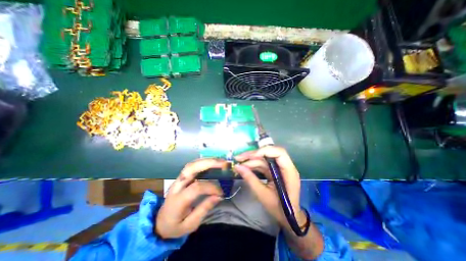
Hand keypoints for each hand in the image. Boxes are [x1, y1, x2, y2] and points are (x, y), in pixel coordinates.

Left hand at [156, 158, 225, 238]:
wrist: (159, 222)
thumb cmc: (175, 226)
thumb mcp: (189, 225)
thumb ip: (204, 209)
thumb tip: (219, 196)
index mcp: (177, 200)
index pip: (196, 188)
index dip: (211, 187)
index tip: (221, 193)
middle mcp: (176, 186)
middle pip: (191, 168)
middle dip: (209, 163)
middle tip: (224, 164)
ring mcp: (178, 179)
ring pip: (192, 164)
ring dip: (207, 160)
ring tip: (221, 161)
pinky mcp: (181, 177)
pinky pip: (193, 165)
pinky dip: (204, 162)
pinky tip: (213, 162)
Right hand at [235, 147, 307, 229]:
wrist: (288, 218)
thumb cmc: (279, 209)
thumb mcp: (263, 195)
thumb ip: (250, 179)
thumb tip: (237, 167)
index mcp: (289, 172)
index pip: (279, 153)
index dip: (265, 151)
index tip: (251, 156)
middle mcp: (285, 167)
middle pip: (269, 153)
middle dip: (253, 154)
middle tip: (239, 157)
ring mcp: (278, 168)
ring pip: (264, 159)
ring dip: (250, 160)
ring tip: (238, 162)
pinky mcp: (273, 171)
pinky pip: (262, 165)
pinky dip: (253, 165)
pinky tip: (244, 167)